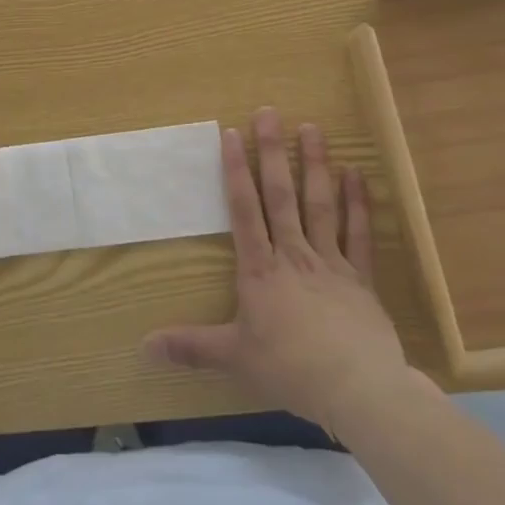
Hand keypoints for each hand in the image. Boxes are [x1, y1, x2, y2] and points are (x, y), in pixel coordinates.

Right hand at [145, 108, 409, 428]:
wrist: (360, 391)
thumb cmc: (291, 369)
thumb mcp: (234, 358)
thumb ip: (191, 347)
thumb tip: (143, 346)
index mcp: (261, 269)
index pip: (244, 209)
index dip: (235, 170)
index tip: (231, 133)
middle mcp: (293, 254)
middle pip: (280, 195)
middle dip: (272, 152)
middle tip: (269, 113)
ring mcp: (330, 262)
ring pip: (319, 204)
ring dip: (315, 165)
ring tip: (312, 128)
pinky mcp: (361, 278)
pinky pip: (359, 234)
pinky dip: (358, 204)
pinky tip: (356, 173)